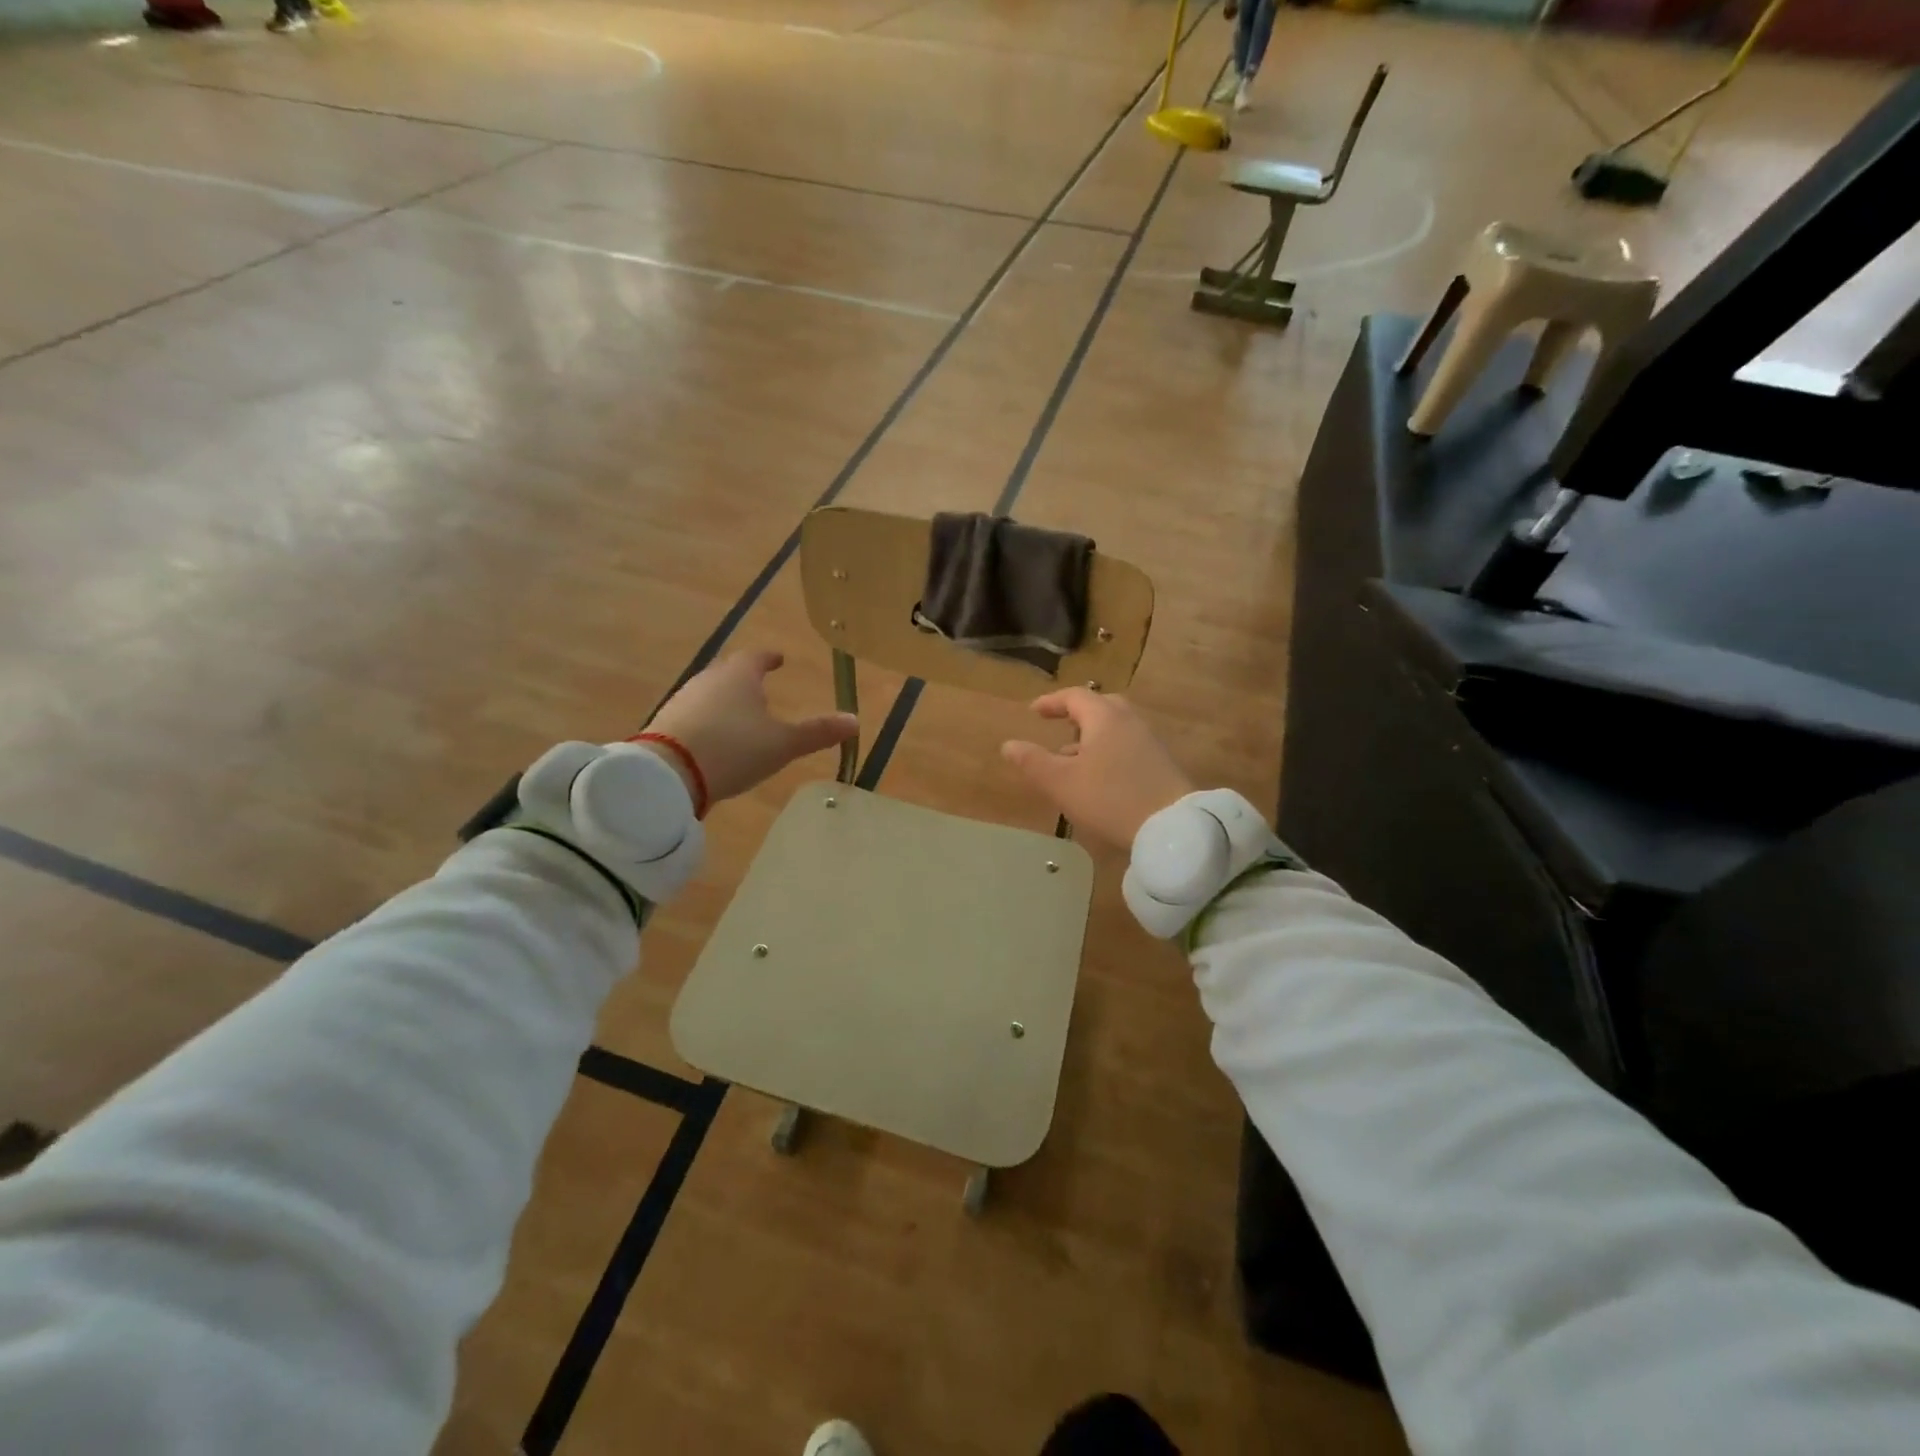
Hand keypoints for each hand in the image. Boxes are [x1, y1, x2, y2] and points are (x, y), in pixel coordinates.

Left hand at [644, 651, 857, 807]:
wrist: (669, 774)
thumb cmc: (733, 749)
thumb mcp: (782, 744)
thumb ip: (817, 732)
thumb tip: (854, 721)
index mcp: (739, 676)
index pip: (757, 657)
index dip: (770, 658)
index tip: (779, 660)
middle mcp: (709, 680)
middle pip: (730, 673)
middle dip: (747, 680)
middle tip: (762, 689)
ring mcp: (683, 701)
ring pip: (711, 694)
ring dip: (726, 702)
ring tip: (741, 718)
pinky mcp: (666, 725)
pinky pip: (694, 716)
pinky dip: (709, 722)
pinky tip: (715, 740)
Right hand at [1001, 689, 1194, 848]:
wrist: (1172, 827)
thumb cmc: (1110, 798)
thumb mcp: (1062, 783)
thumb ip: (1033, 762)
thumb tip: (1008, 745)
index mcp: (1104, 717)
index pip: (1075, 697)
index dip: (1051, 702)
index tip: (1034, 712)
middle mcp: (1129, 721)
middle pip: (1101, 706)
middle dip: (1076, 714)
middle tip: (1059, 725)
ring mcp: (1149, 741)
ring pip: (1116, 727)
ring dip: (1092, 735)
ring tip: (1072, 758)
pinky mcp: (1161, 763)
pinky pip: (1128, 744)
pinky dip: (1108, 749)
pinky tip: (1100, 776)